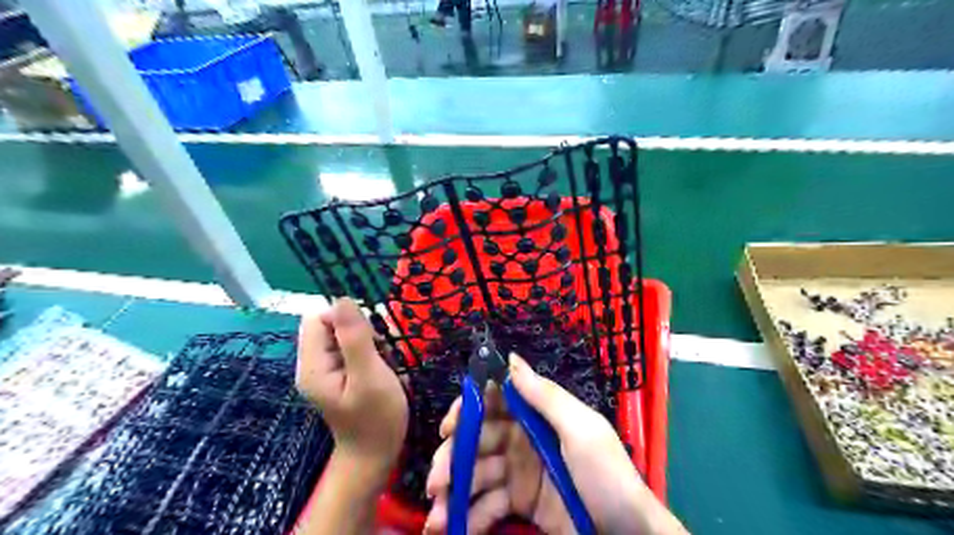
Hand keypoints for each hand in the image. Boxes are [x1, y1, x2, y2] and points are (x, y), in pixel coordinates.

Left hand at [296, 296, 405, 476]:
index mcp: (313, 366)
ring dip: (373, 342)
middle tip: (383, 353)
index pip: (318, 318)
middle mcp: (315, 364)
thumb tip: (343, 298)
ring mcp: (329, 370)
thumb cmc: (376, 418)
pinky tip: (385, 369)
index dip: (346, 319)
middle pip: (333, 325)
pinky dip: (374, 352)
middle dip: (363, 332)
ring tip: (386, 364)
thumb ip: (355, 338)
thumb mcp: (370, 376)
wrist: (377, 455)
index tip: (372, 337)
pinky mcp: (342, 375)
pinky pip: (356, 349)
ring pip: (348, 335)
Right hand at [425, 354, 686, 533]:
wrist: (627, 534)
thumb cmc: (606, 475)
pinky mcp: (520, 505)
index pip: (495, 403)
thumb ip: (545, 395)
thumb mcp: (581, 430)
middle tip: (436, 481)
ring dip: (454, 492)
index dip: (468, 411)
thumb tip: (511, 359)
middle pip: (478, 441)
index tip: (447, 427)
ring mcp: (520, 474)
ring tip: (437, 516)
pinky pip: (488, 506)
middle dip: (454, 458)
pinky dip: (470, 516)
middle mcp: (523, 440)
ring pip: (477, 475)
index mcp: (537, 417)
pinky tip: (455, 528)